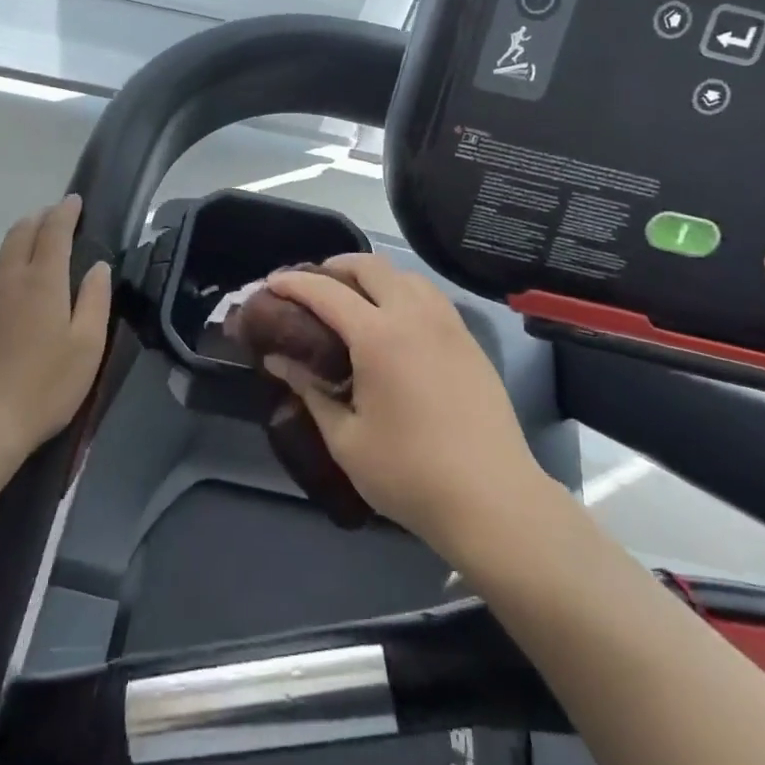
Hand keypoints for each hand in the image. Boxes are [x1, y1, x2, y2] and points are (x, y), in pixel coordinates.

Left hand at [0, 195, 110, 462]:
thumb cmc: (45, 385)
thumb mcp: (87, 345)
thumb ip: (95, 300)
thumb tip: (98, 267)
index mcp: (43, 281)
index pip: (54, 231)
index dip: (65, 212)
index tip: (74, 200)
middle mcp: (8, 281)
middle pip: (20, 234)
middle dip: (39, 218)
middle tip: (54, 216)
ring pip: (0, 258)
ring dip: (19, 244)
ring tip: (34, 250)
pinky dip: (4, 274)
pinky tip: (11, 294)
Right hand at [261, 255, 545, 561]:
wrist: (493, 499)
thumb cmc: (410, 474)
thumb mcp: (346, 440)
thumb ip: (310, 391)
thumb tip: (278, 360)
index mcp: (378, 335)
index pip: (326, 292)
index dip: (293, 282)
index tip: (271, 283)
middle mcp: (414, 315)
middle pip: (370, 266)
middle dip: (335, 266)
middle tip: (312, 285)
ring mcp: (448, 324)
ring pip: (405, 274)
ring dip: (373, 275)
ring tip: (354, 298)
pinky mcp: (469, 339)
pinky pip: (430, 296)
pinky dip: (403, 291)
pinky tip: (395, 321)